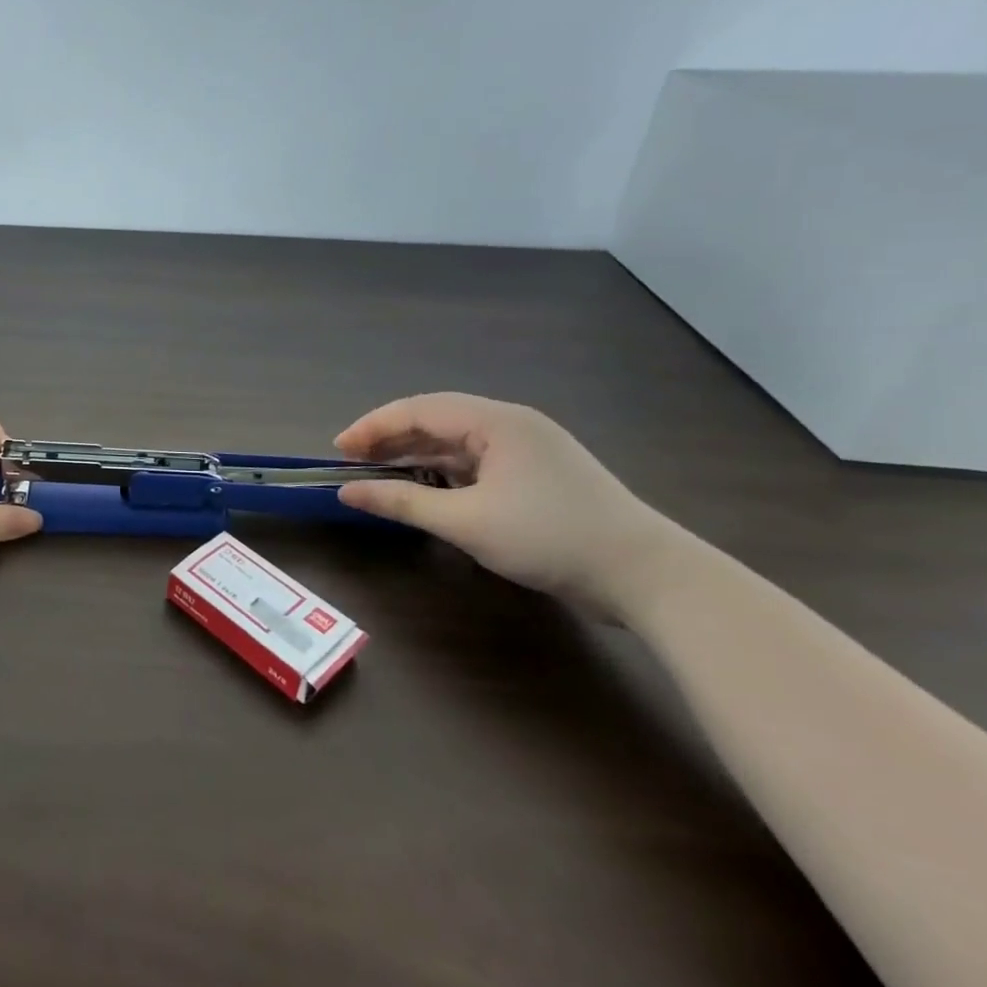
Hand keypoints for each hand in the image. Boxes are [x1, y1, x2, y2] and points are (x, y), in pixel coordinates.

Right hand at [334, 392, 680, 621]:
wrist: (648, 577)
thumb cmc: (550, 538)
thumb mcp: (466, 522)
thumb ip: (402, 501)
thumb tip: (347, 493)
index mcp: (496, 421)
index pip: (419, 409)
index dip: (373, 426)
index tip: (338, 451)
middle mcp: (511, 425)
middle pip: (436, 420)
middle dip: (391, 439)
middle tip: (352, 463)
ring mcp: (528, 450)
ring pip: (456, 443)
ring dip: (415, 456)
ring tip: (379, 476)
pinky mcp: (538, 476)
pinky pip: (476, 463)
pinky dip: (443, 473)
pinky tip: (425, 490)